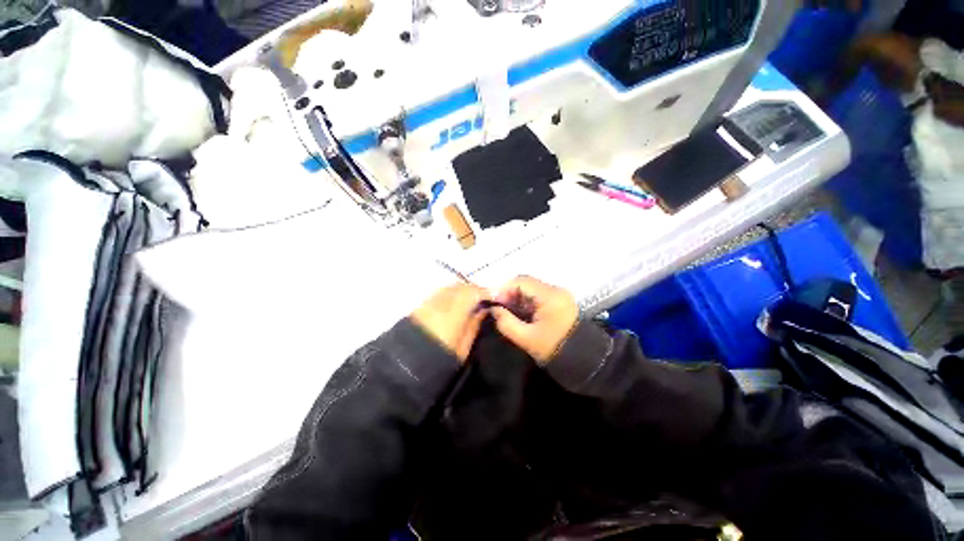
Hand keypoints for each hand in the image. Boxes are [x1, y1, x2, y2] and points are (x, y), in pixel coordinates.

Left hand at [411, 284, 489, 361]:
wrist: (405, 370)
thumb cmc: (439, 362)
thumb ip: (474, 324)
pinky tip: (453, 305)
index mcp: (452, 314)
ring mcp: (427, 303)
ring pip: (449, 287)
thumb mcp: (463, 349)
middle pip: (460, 286)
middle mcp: (439, 302)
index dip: (485, 292)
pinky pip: (439, 293)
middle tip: (482, 301)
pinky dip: (450, 294)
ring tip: (469, 303)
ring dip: (461, 291)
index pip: (472, 292)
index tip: (493, 300)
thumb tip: (484, 308)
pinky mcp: (419, 306)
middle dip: (474, 290)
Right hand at [489, 276, 578, 363]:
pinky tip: (522, 314)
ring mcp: (559, 294)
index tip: (495, 304)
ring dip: (518, 298)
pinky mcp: (560, 301)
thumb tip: (493, 310)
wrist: (583, 360)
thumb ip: (506, 322)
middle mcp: (556, 290)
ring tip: (510, 313)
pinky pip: (539, 295)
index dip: (504, 290)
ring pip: (532, 289)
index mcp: (550, 296)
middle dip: (510, 294)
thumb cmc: (554, 349)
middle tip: (501, 310)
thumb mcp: (526, 338)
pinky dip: (527, 302)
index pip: (521, 281)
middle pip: (526, 283)